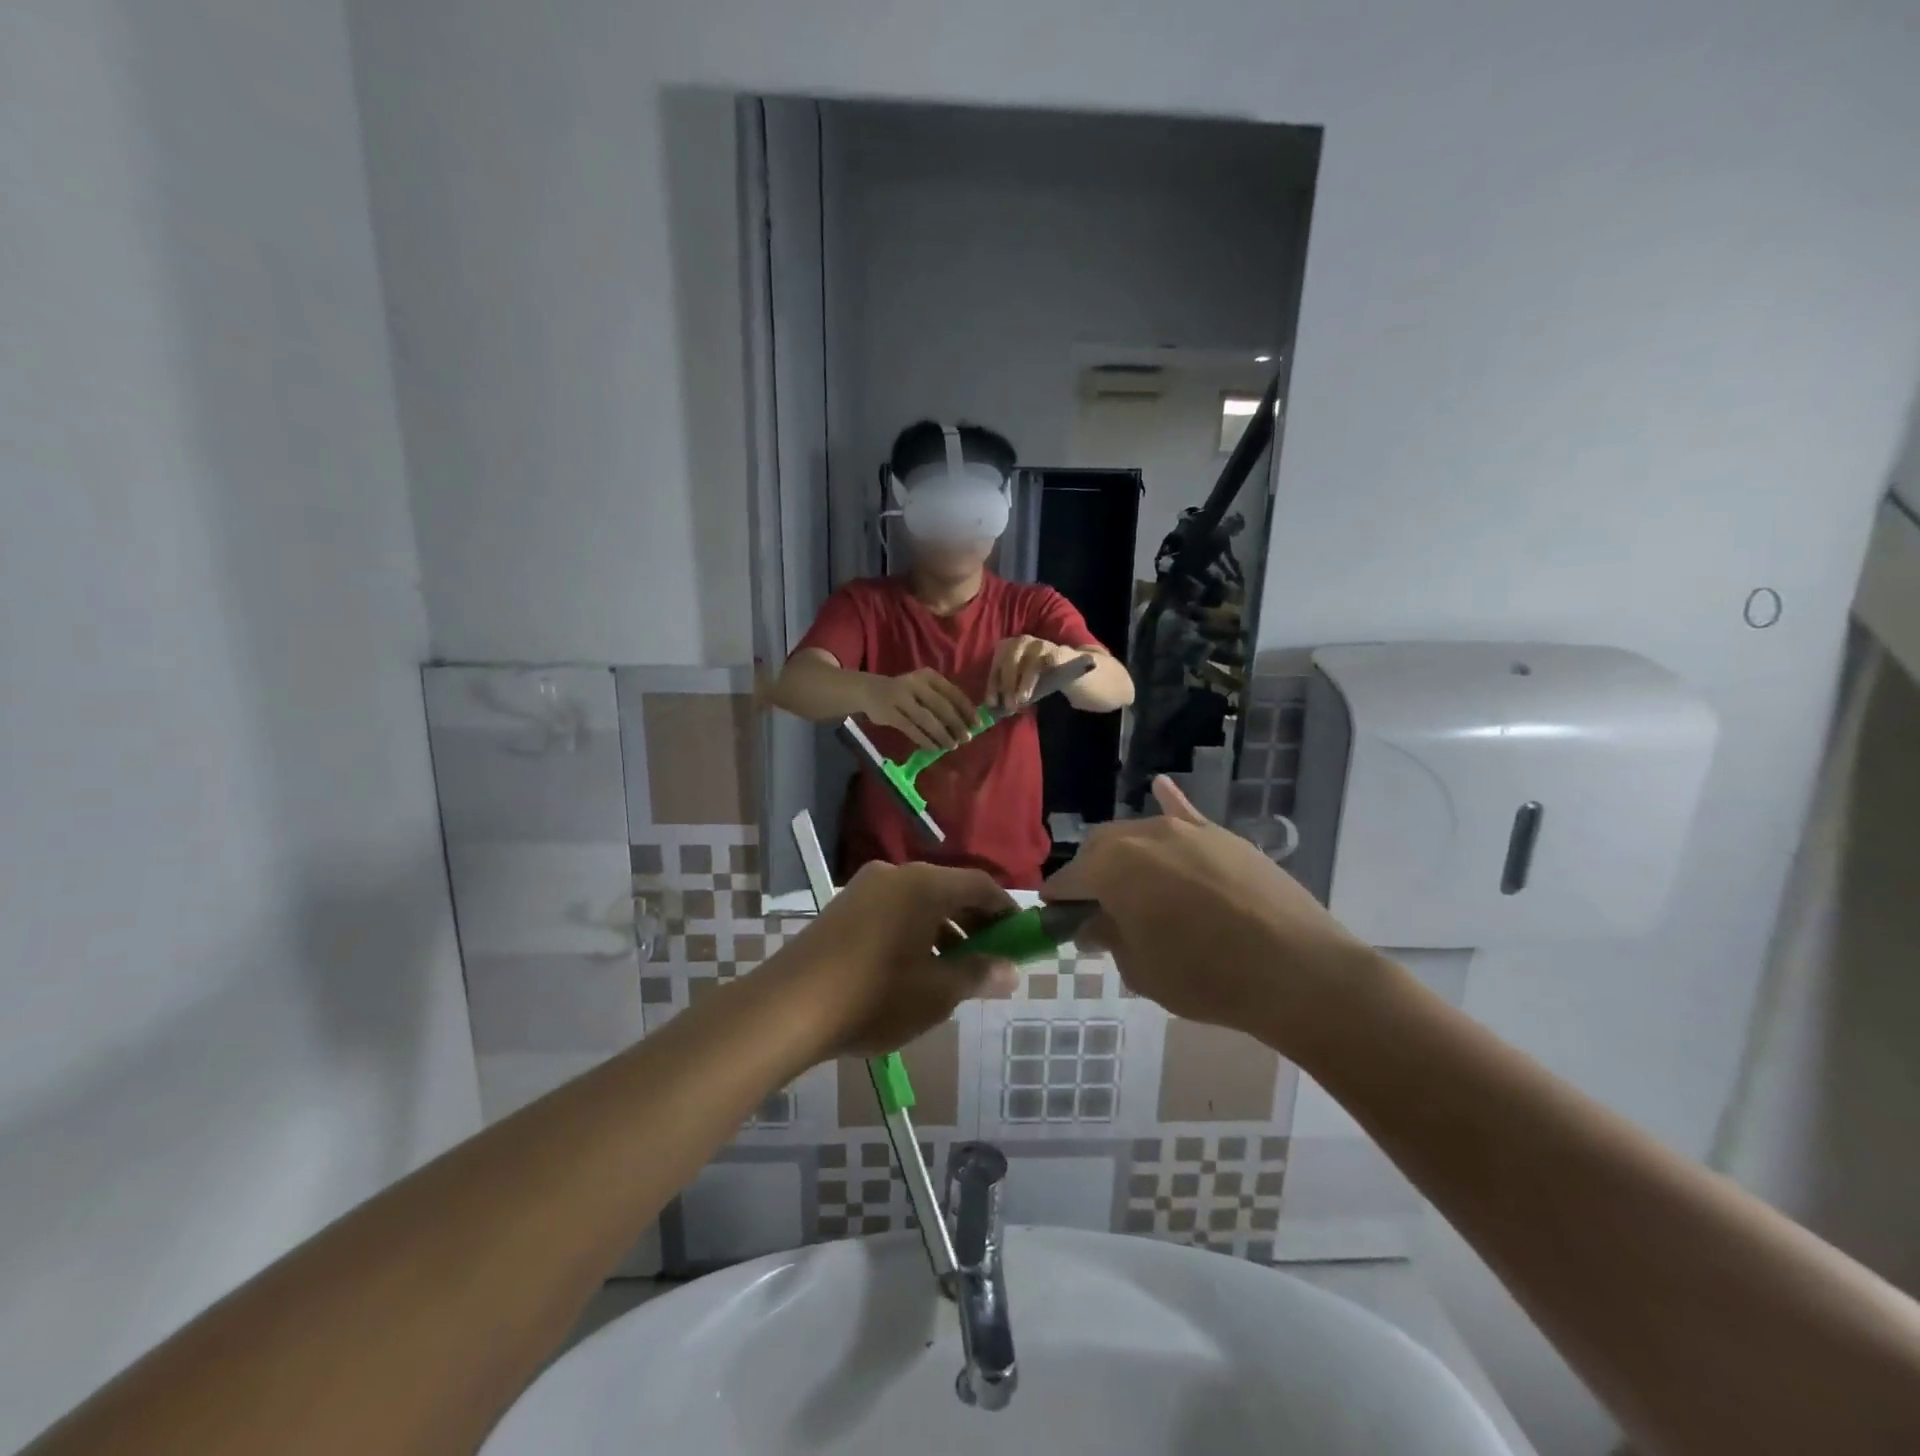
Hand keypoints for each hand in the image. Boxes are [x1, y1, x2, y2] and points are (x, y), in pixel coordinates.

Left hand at [777, 861, 1018, 1056]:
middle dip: (974, 923)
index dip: (1006, 911)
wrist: (788, 1007)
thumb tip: (1010, 971)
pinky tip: (913, 968)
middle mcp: (896, 874)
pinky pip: (894, 909)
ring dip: (943, 930)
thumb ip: (977, 975)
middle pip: (949, 890)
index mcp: (924, 884)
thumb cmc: (874, 996)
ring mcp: (865, 887)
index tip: (1021, 939)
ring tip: (953, 972)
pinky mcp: (843, 906)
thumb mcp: (935, 992)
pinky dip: (915, 931)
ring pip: (920, 901)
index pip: (981, 885)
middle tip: (989, 960)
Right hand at [860, 668, 977, 751]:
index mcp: (929, 676)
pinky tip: (934, 748)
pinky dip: (925, 740)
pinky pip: (912, 730)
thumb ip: (941, 700)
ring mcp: (901, 698)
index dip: (967, 709)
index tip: (977, 724)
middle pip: (942, 707)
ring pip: (927, 720)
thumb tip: (966, 723)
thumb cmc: (905, 692)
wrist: (869, 691)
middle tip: (966, 738)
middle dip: (956, 724)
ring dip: (942, 735)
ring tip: (952, 746)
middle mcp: (916, 684)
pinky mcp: (890, 714)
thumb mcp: (923, 688)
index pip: (953, 693)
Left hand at [987, 635, 1068, 710]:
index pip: (996, 667)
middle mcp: (1019, 642)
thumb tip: (997, 710)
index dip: (993, 686)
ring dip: (1025, 683)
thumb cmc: (1031, 676)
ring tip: (1023, 699)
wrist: (1061, 665)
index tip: (992, 704)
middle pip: (1010, 661)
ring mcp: (1038, 645)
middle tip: (1009, 705)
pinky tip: (1043, 689)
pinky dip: (1045, 677)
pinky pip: (1048, 664)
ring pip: (1030, 664)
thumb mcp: (1016, 685)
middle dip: (1008, 685)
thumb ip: (1007, 695)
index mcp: (1005, 648)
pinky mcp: (1056, 651)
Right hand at [1042, 776, 1376, 1053]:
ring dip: (1129, 856)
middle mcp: (1143, 835)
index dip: (1058, 901)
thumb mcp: (1141, 970)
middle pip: (1101, 848)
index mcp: (1111, 867)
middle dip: (1092, 874)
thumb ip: (1109, 938)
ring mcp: (1187, 829)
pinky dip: (1171, 805)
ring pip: (1141, 834)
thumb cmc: (1205, 977)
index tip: (1057, 920)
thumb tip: (1094, 924)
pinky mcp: (1224, 835)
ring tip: (1140, 886)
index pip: (1068, 880)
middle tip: (1102, 910)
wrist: (1297, 970)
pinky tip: (1162, 788)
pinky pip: (1186, 814)